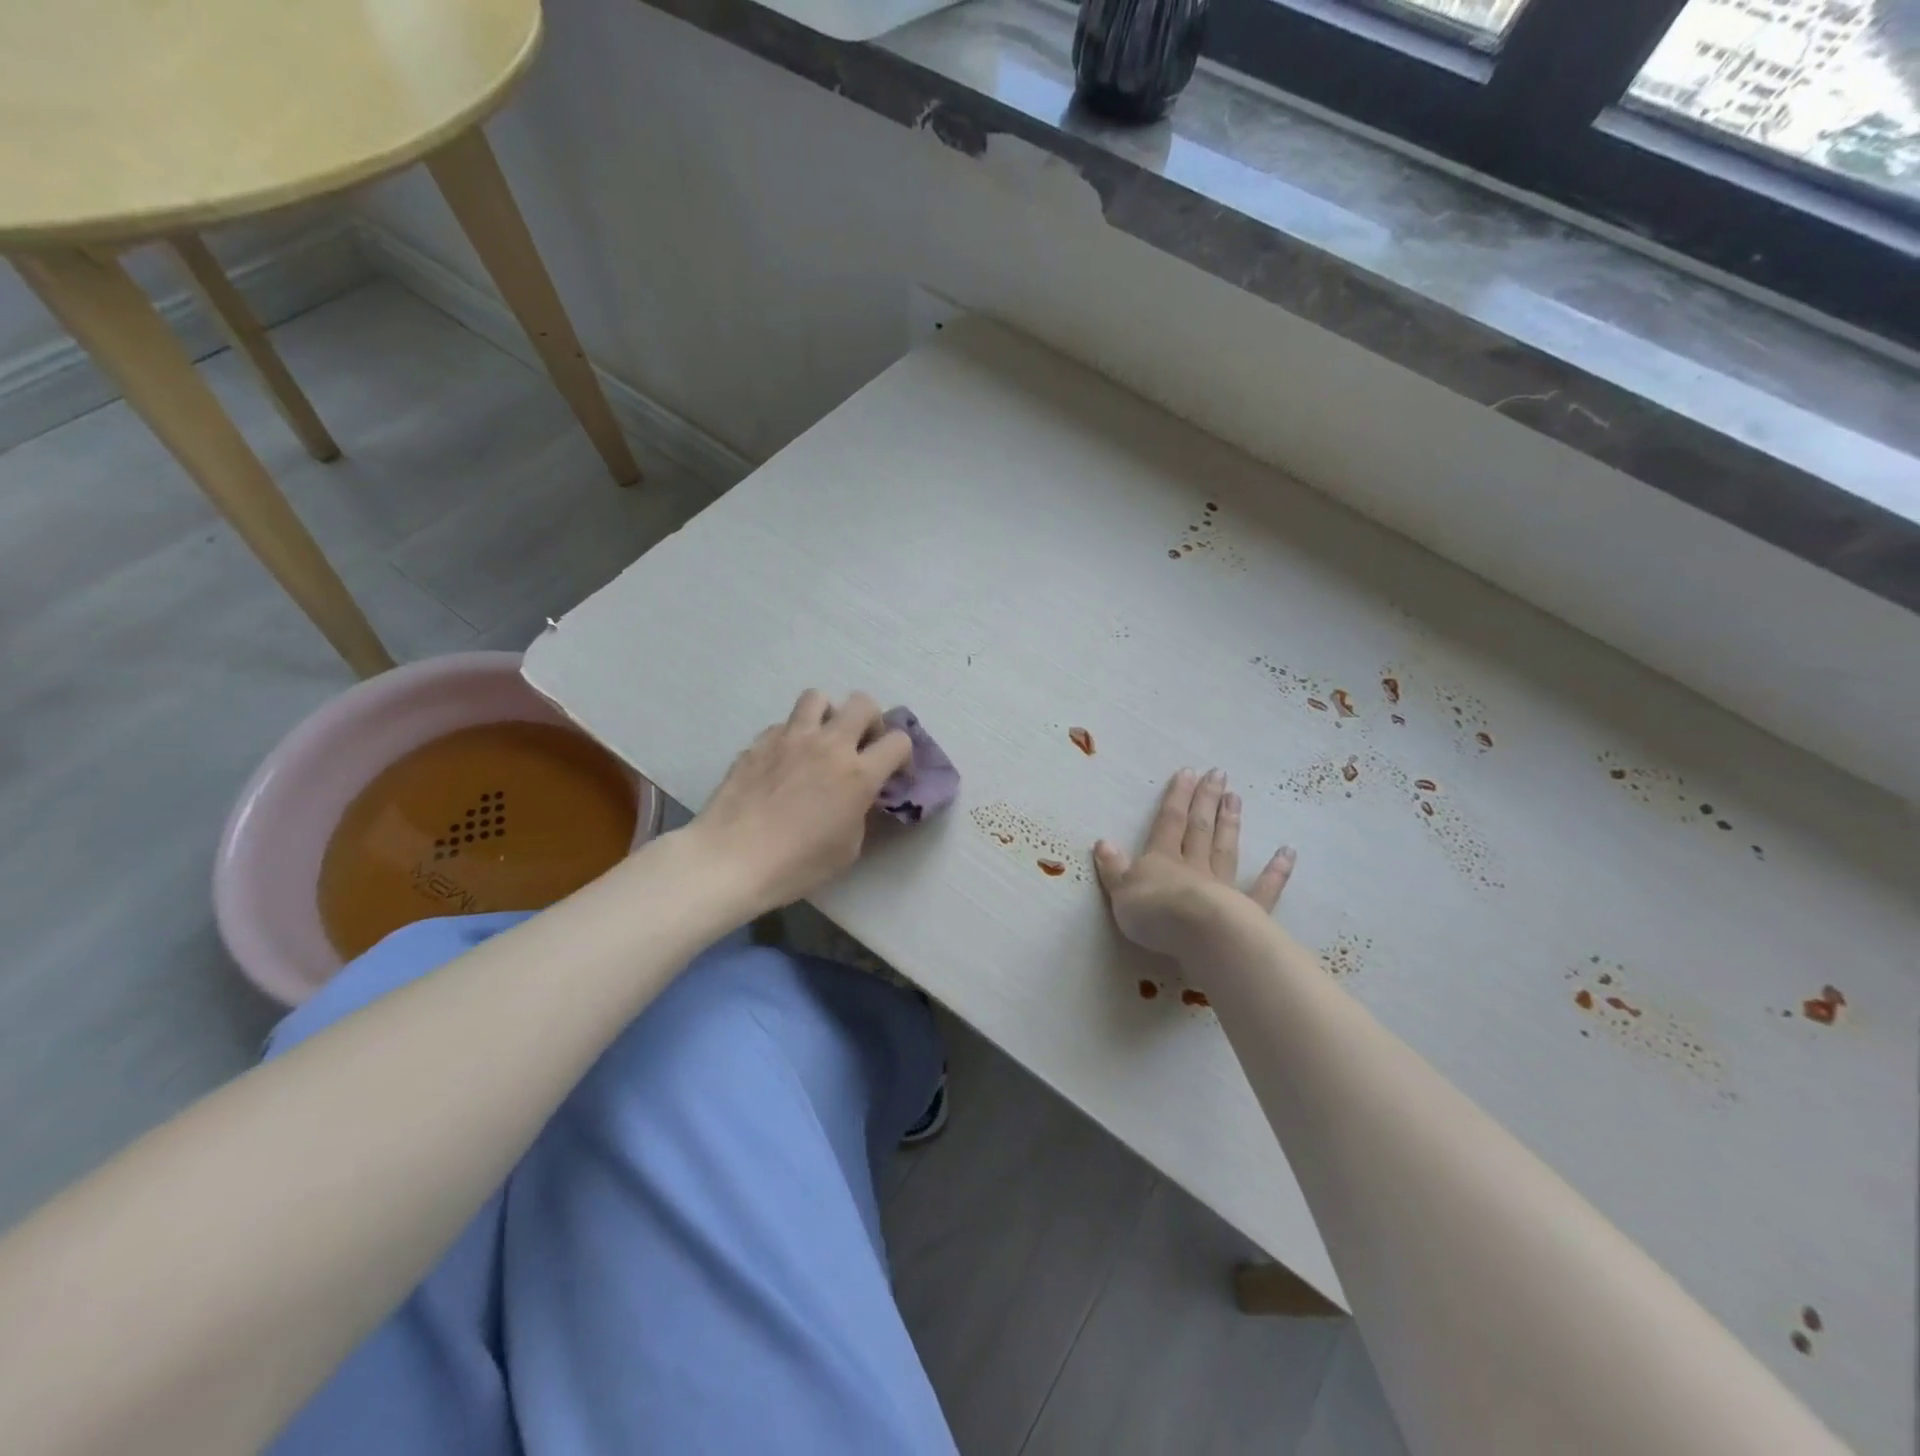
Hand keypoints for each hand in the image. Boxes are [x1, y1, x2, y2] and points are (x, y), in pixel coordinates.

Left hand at [689, 690, 912, 914]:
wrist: (731, 859)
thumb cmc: (796, 864)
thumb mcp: (847, 848)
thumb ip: (860, 811)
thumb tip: (857, 796)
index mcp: (858, 774)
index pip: (899, 741)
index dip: (902, 756)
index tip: (892, 774)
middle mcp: (828, 745)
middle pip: (863, 703)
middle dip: (870, 721)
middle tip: (860, 747)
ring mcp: (790, 738)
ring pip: (818, 698)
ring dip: (828, 716)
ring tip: (821, 741)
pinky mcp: (758, 742)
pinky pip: (784, 725)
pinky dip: (792, 737)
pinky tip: (784, 763)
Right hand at [1094, 768, 1295, 959]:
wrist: (1197, 933)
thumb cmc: (1153, 913)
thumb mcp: (1121, 891)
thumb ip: (1114, 868)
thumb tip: (1103, 842)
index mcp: (1161, 860)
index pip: (1168, 822)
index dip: (1176, 797)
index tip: (1188, 772)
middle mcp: (1192, 866)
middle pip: (1199, 828)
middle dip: (1206, 800)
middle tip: (1219, 774)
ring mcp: (1222, 886)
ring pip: (1225, 849)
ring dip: (1230, 823)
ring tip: (1237, 797)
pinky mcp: (1246, 910)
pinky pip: (1263, 888)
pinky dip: (1276, 871)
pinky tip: (1288, 852)